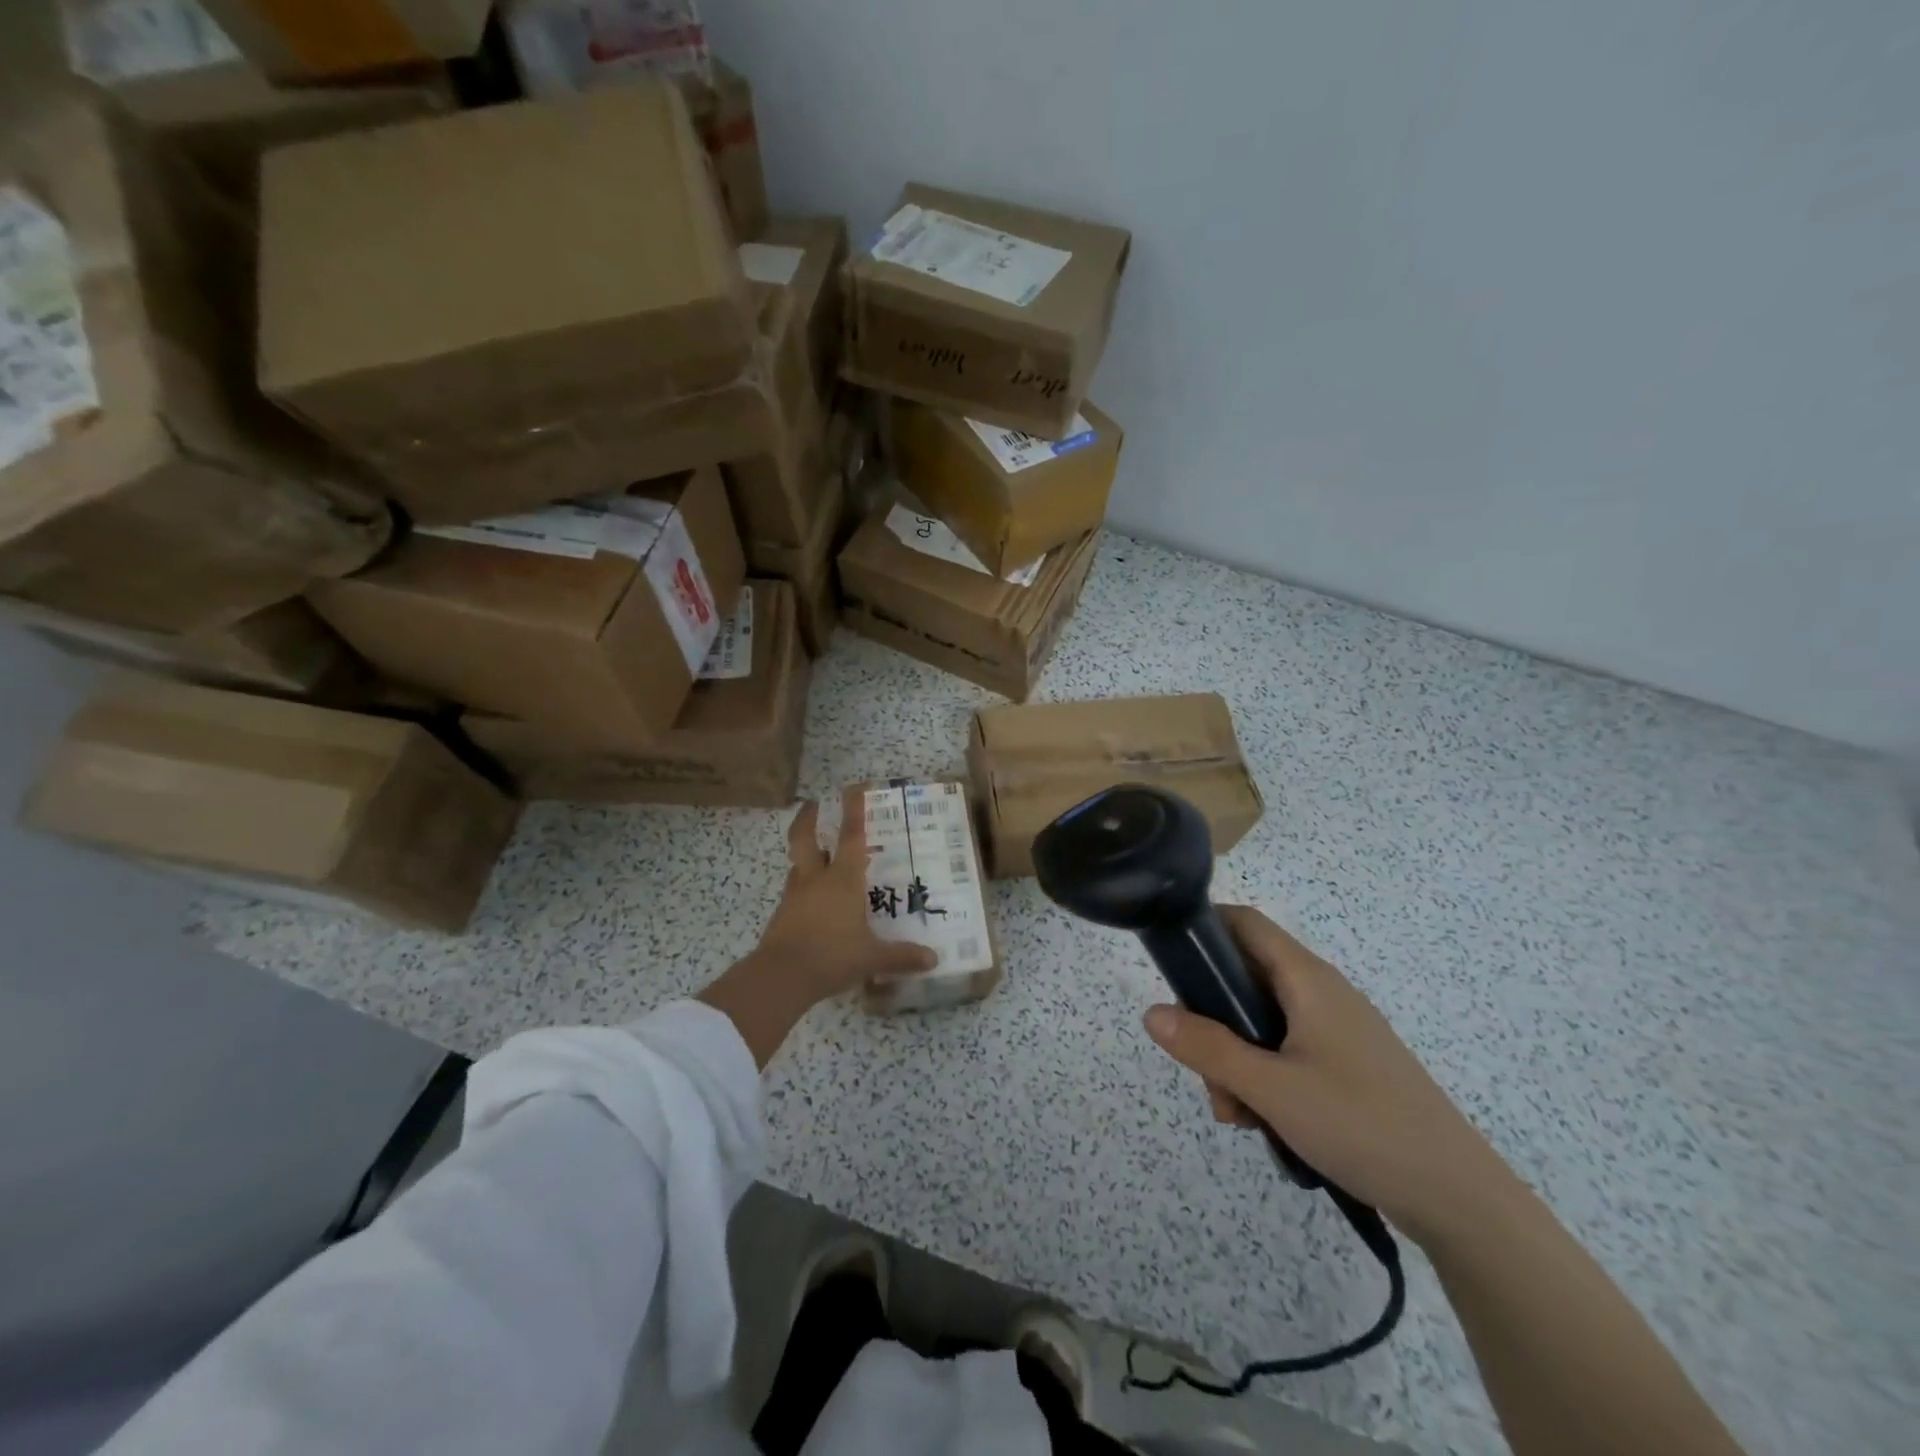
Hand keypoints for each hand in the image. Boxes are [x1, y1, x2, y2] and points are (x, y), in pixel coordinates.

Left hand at [699, 792, 937, 1065]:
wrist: (780, 977)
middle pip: (805, 839)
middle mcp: (816, 880)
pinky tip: (815, 901)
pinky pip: (795, 893)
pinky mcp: (782, 916)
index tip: (853, 787)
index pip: (850, 836)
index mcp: (842, 879)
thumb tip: (933, 959)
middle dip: (808, 819)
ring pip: (798, 865)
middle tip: (812, 804)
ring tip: (818, 856)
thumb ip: (901, 956)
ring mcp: (795, 897)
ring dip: (806, 855)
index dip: (853, 810)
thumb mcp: (872, 957)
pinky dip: (804, 888)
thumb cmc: (831, 956)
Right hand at [1142, 905, 1515, 1244]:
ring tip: (1240, 1116)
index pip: (1244, 923)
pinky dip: (1265, 1079)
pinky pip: (1286, 1053)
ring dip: (1236, 1061)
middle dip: (1213, 1022)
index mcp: (1307, 979)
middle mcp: (1321, 993)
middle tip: (1205, 1073)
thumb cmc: (1360, 1124)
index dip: (1203, 927)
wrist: (1459, 1199)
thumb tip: (1151, 1013)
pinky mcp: (1346, 1066)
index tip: (1169, 963)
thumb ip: (1207, 1048)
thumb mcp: (1271, 1088)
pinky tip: (1267, 1125)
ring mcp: (1336, 1031)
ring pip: (1262, 1024)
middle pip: (1245, 980)